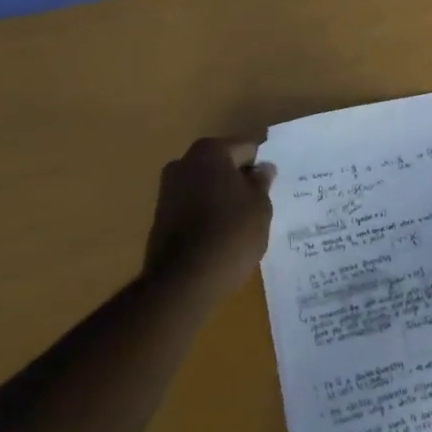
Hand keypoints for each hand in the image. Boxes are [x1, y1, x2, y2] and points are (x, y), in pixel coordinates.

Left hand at [142, 138, 274, 304]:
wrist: (182, 282)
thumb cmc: (230, 234)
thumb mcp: (260, 207)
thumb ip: (262, 182)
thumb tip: (262, 168)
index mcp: (210, 151)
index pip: (246, 149)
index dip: (261, 167)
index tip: (272, 187)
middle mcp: (184, 162)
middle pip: (223, 165)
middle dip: (239, 180)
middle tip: (259, 204)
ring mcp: (167, 190)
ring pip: (206, 186)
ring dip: (221, 198)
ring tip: (240, 224)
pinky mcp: (160, 217)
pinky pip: (192, 207)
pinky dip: (206, 215)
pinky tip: (220, 237)